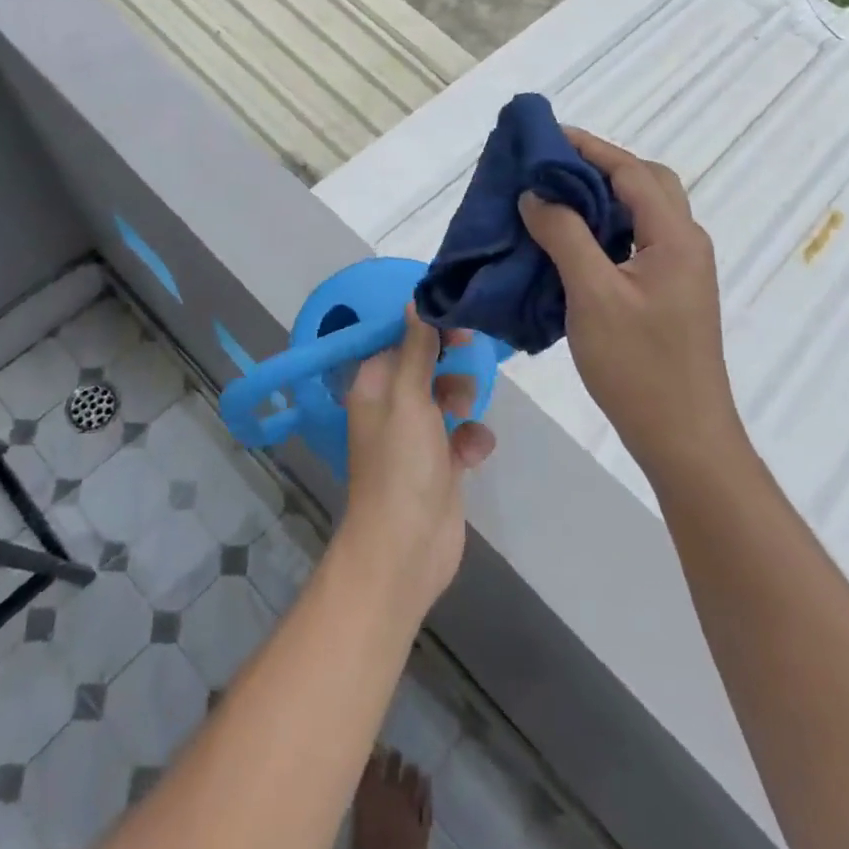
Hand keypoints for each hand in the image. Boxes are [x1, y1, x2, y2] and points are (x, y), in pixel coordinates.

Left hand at [338, 307, 495, 614]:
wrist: (407, 547)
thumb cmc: (402, 464)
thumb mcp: (409, 397)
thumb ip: (415, 348)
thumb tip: (414, 301)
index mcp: (373, 386)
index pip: (397, 339)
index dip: (425, 326)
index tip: (457, 318)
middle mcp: (391, 406)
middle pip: (424, 365)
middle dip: (448, 360)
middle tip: (470, 352)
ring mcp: (415, 437)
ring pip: (445, 397)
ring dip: (462, 397)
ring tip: (466, 410)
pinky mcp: (439, 464)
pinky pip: (460, 435)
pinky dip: (470, 438)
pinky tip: (475, 451)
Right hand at [518, 128, 743, 477]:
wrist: (683, 437)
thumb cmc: (638, 365)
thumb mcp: (593, 295)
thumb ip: (565, 236)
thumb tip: (536, 195)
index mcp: (675, 237)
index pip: (632, 172)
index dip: (588, 148)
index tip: (545, 135)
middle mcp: (684, 244)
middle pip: (645, 184)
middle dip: (599, 167)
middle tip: (550, 167)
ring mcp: (679, 271)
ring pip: (640, 214)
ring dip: (600, 198)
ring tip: (552, 198)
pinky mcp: (668, 293)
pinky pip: (634, 242)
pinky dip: (603, 229)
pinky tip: (569, 243)